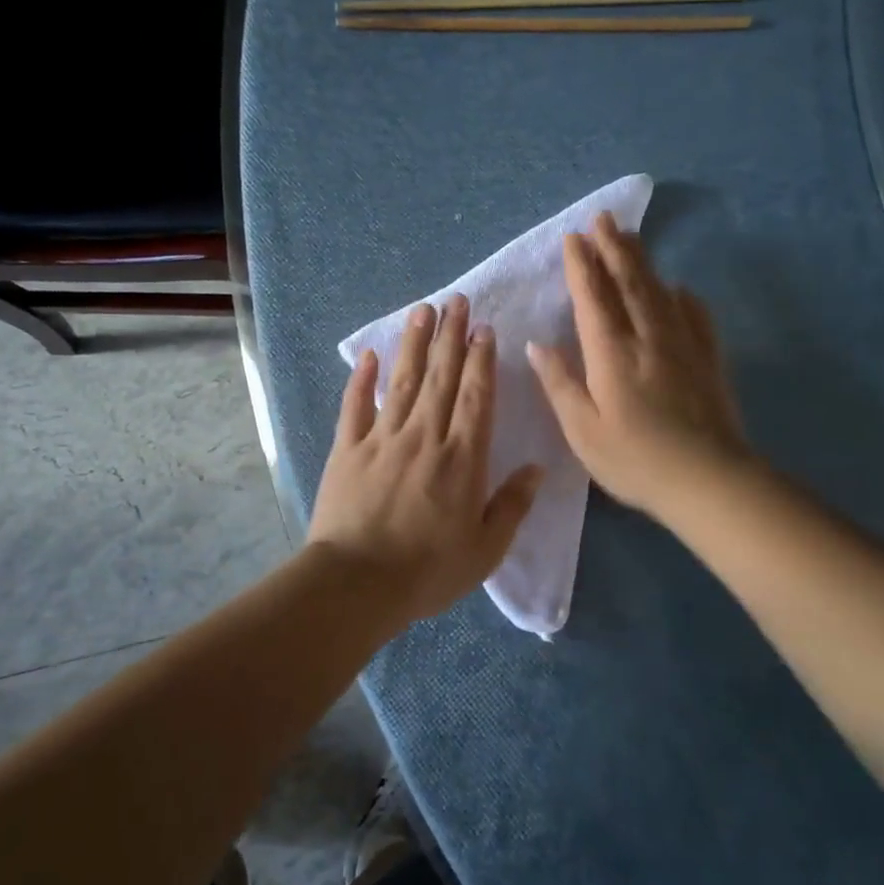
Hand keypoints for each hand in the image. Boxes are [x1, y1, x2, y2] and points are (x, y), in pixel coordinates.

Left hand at [309, 295, 543, 624]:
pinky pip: (354, 406)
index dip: (482, 360)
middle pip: (441, 377)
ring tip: (422, 310)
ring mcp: (381, 439)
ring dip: (413, 343)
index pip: (476, 397)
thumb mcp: (485, 549)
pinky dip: (361, 379)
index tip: (484, 329)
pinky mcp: (346, 450)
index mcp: (462, 458)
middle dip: (451, 336)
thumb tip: (536, 468)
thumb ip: (512, 505)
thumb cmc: (428, 571)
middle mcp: (424, 436)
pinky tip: (368, 355)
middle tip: (457, 301)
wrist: (357, 583)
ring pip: (402, 381)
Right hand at [527, 211, 749, 518]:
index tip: (573, 238)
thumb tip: (538, 343)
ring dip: (642, 262)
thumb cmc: (635, 460)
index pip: (593, 298)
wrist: (709, 480)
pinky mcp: (709, 360)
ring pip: (660, 292)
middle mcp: (648, 338)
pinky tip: (680, 289)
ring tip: (630, 238)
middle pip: (629, 283)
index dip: (581, 266)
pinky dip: (683, 297)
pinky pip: (696, 317)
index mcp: (611, 354)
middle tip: (602, 219)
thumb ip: (560, 383)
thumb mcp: (582, 430)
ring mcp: (684, 346)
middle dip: (612, 248)